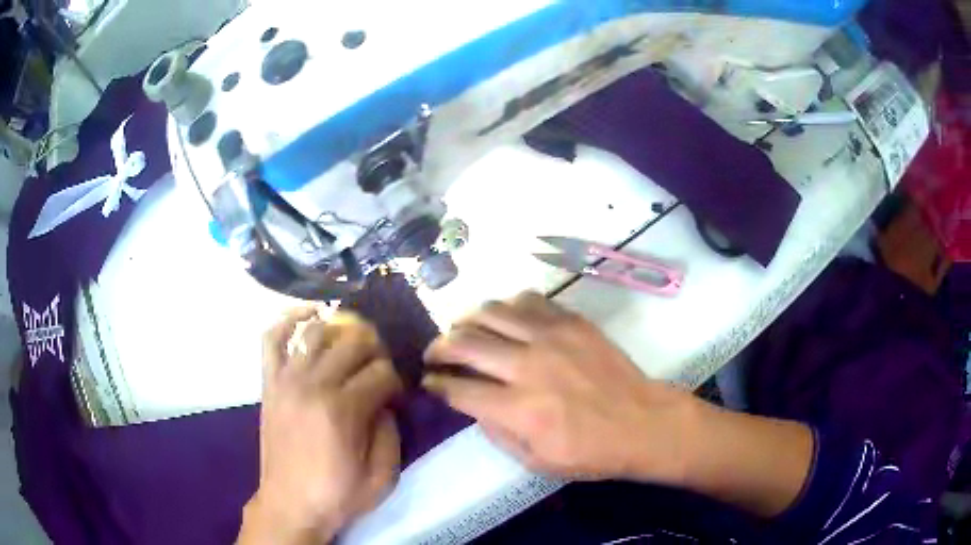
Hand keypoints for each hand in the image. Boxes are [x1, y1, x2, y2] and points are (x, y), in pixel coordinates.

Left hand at [239, 310, 403, 544]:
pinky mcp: (269, 382)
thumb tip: (385, 401)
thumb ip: (390, 432)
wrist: (290, 503)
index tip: (396, 395)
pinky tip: (308, 313)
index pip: (381, 372)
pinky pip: (272, 339)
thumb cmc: (338, 494)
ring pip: (317, 333)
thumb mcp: (382, 476)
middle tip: (379, 369)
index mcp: (343, 411)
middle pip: (353, 344)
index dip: (396, 380)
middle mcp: (313, 385)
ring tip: (353, 341)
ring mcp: (286, 379)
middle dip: (375, 351)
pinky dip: (289, 319)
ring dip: (342, 330)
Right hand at [423, 292, 696, 483]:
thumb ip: (497, 433)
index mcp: (519, 409)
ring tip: (463, 331)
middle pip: (465, 342)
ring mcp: (551, 337)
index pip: (458, 388)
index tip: (428, 382)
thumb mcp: (537, 462)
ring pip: (491, 312)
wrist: (643, 422)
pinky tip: (504, 319)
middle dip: (438, 347)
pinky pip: (527, 300)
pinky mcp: (571, 321)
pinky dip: (506, 307)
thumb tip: (473, 405)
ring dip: (467, 320)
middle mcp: (528, 366)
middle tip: (434, 354)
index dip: (435, 384)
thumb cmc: (591, 452)